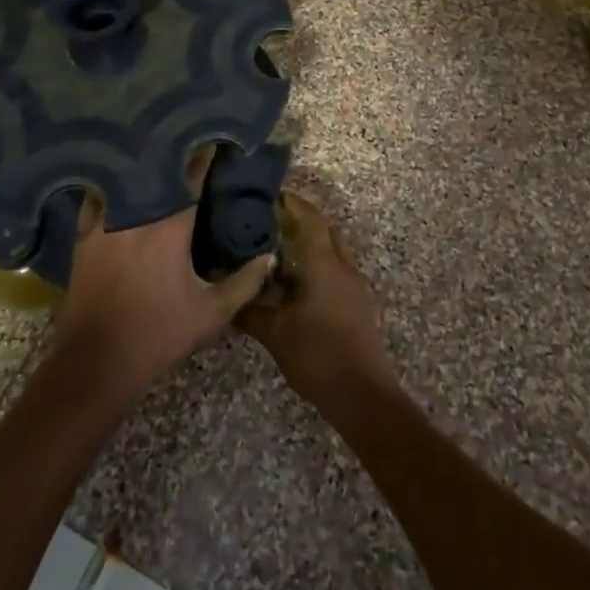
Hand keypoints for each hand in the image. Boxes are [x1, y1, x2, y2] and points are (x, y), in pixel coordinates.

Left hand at [52, 147, 273, 402]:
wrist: (94, 362)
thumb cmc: (157, 335)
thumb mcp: (211, 313)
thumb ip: (244, 282)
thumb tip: (268, 256)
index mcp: (169, 225)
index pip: (191, 176)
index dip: (206, 155)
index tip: (219, 139)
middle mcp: (134, 212)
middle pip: (156, 169)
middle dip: (175, 153)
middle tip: (191, 141)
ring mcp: (103, 221)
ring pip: (126, 180)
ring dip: (143, 167)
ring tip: (158, 156)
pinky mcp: (82, 236)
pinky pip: (99, 197)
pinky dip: (113, 187)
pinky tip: (121, 184)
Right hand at [239, 189, 397, 409]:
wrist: (362, 395)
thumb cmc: (317, 355)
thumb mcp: (275, 333)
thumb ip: (250, 309)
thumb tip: (227, 293)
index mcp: (324, 264)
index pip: (310, 219)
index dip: (292, 203)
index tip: (272, 194)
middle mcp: (344, 267)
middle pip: (325, 231)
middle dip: (302, 221)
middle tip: (271, 221)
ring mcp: (356, 286)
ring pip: (333, 252)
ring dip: (311, 245)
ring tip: (280, 251)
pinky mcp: (360, 305)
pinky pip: (337, 272)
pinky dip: (318, 267)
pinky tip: (298, 284)